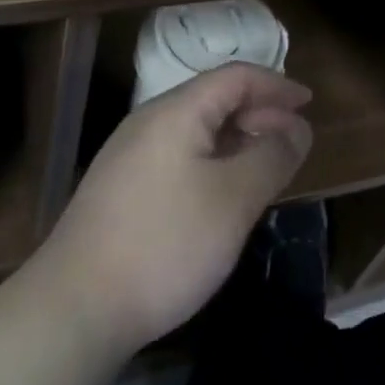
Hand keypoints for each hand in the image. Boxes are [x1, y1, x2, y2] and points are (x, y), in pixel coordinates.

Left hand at [31, 63, 311, 355]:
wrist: (75, 307)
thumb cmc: (165, 244)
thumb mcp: (233, 200)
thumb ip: (271, 157)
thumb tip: (297, 129)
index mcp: (177, 111)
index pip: (235, 77)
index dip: (276, 85)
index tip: (309, 104)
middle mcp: (150, 121)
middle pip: (215, 99)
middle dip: (260, 113)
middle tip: (296, 141)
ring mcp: (131, 155)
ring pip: (197, 130)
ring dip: (238, 139)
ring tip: (267, 165)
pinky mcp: (122, 188)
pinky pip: (180, 155)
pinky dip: (214, 161)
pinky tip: (225, 193)